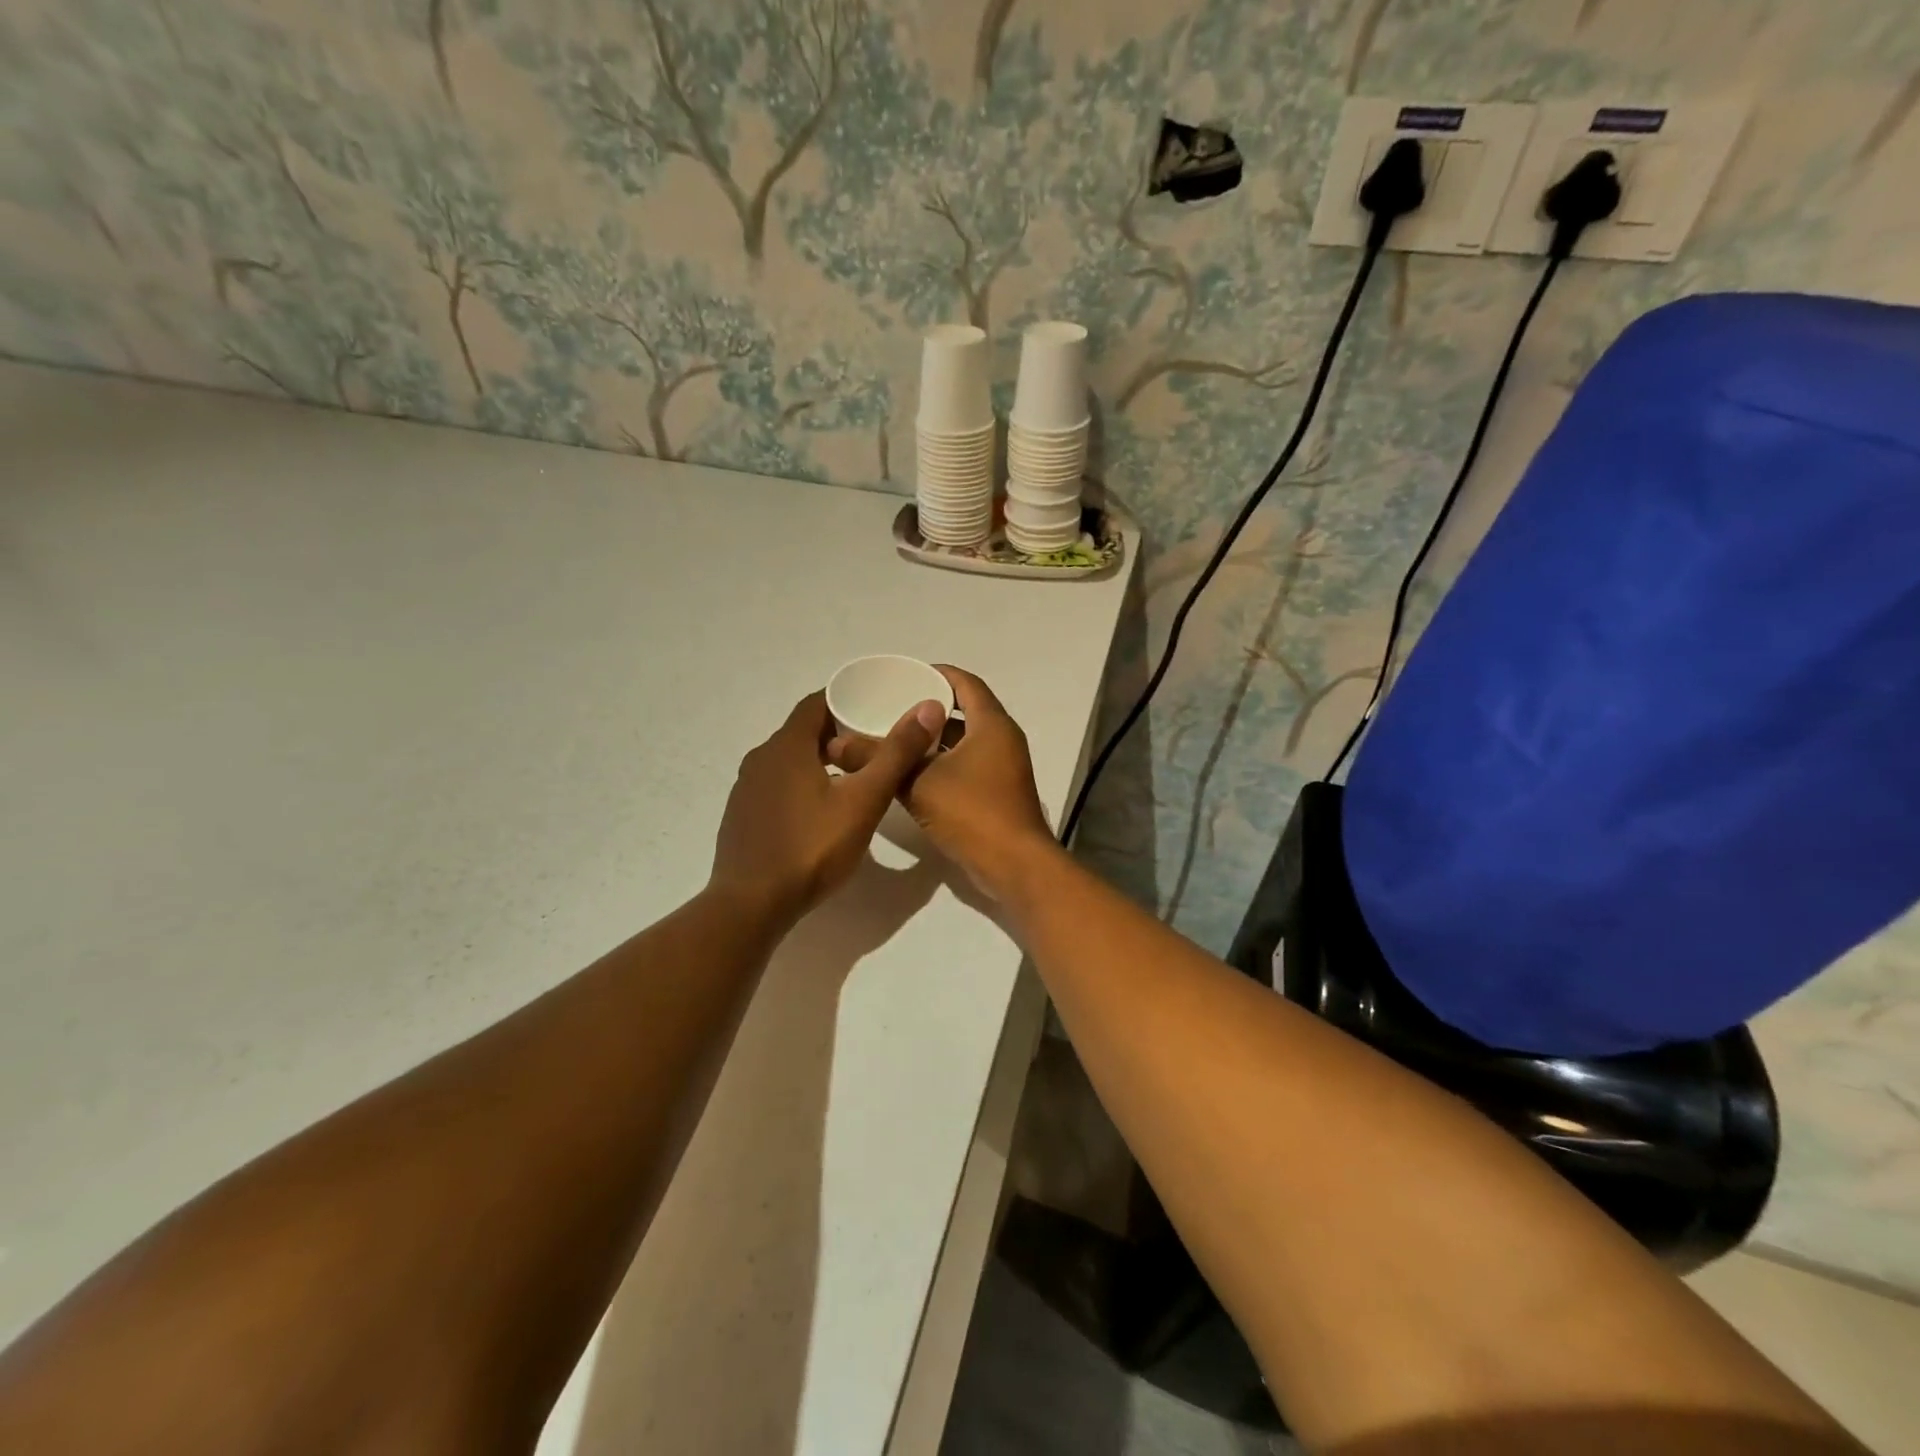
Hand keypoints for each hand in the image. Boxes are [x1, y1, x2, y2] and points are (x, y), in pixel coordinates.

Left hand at [710, 690, 946, 924]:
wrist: (751, 905)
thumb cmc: (811, 848)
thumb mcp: (864, 801)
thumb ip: (895, 755)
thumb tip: (927, 709)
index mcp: (787, 746)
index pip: (817, 703)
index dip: (847, 700)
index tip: (877, 707)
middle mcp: (761, 758)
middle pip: (803, 731)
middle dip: (839, 732)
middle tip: (875, 744)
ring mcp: (746, 788)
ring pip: (789, 760)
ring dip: (819, 760)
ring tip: (854, 777)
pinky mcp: (742, 815)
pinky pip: (776, 785)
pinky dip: (801, 784)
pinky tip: (821, 810)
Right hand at [828, 666, 1057, 897]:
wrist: (1014, 866)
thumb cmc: (972, 812)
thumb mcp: (917, 782)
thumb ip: (878, 759)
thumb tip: (835, 744)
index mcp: (991, 724)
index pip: (965, 683)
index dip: (936, 674)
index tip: (905, 675)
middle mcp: (1002, 740)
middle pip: (965, 711)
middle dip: (929, 708)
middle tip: (892, 707)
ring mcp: (1003, 768)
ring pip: (965, 742)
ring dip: (934, 739)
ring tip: (895, 739)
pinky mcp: (998, 793)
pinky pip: (968, 766)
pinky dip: (943, 763)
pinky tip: (911, 773)